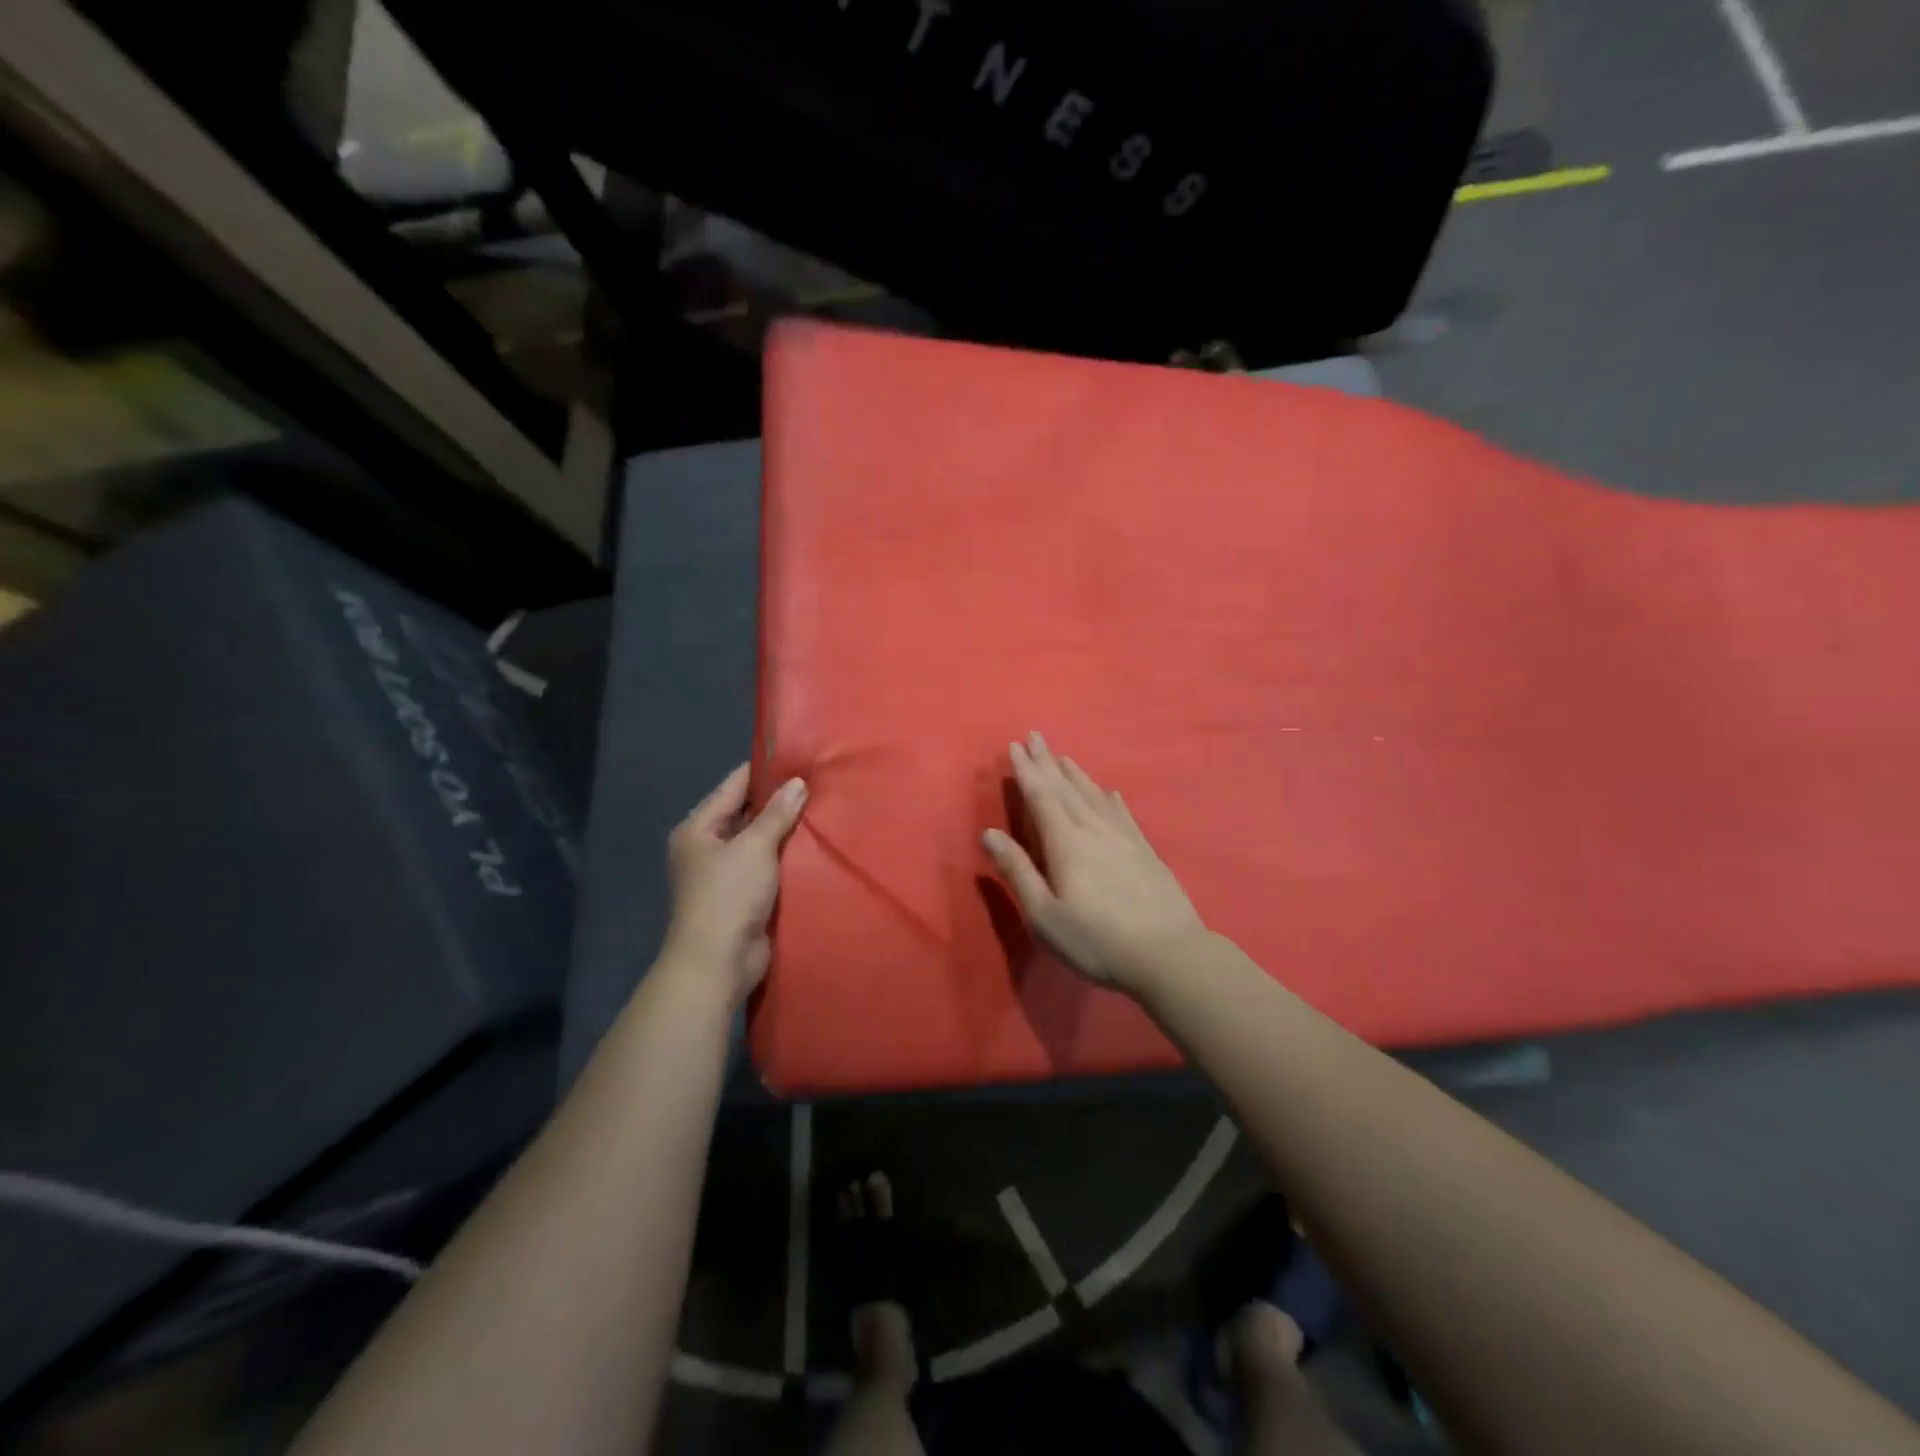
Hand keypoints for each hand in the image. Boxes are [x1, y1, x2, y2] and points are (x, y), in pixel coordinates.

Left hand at [662, 764, 807, 1004]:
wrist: (718, 962)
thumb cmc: (728, 896)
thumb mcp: (754, 847)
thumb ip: (776, 814)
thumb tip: (797, 783)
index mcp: (698, 829)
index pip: (733, 786)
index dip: (764, 771)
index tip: (797, 757)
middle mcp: (707, 847)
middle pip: (746, 813)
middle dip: (779, 801)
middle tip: (818, 783)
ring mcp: (724, 874)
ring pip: (759, 841)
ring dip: (785, 831)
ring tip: (823, 809)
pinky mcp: (743, 896)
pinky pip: (767, 866)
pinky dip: (786, 857)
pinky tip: (815, 846)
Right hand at [983, 732, 1207, 993]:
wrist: (1168, 954)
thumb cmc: (1096, 939)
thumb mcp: (1045, 914)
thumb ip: (1017, 871)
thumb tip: (989, 834)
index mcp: (1065, 842)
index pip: (1041, 797)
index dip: (1026, 771)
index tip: (1015, 746)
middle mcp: (1093, 829)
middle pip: (1066, 788)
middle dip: (1048, 762)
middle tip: (1035, 736)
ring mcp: (1123, 837)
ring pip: (1094, 795)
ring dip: (1076, 774)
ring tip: (1064, 757)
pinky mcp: (1145, 849)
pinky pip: (1121, 812)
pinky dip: (1109, 797)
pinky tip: (1108, 791)